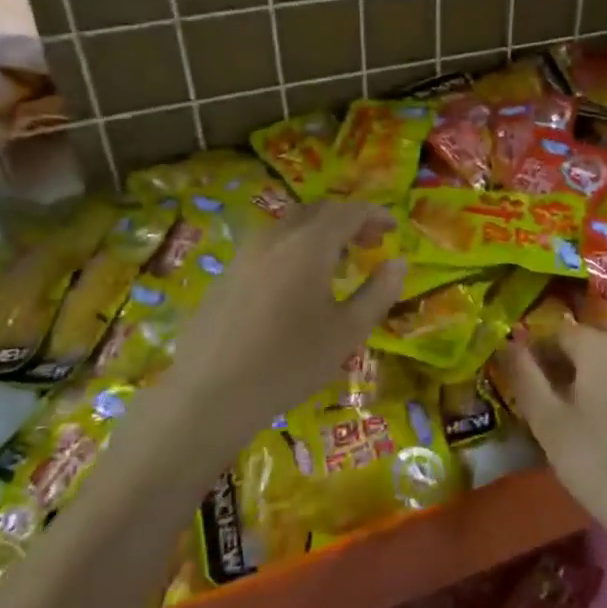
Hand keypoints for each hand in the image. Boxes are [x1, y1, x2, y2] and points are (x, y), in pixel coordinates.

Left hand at [155, 200, 405, 443]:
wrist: (208, 396)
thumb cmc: (289, 363)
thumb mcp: (347, 332)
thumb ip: (378, 292)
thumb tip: (398, 262)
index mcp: (308, 245)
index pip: (348, 211)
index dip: (374, 214)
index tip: (393, 228)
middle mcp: (275, 238)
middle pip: (317, 212)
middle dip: (347, 220)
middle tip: (369, 242)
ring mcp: (244, 255)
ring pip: (289, 228)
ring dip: (319, 235)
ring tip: (337, 264)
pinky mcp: (225, 276)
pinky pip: (268, 248)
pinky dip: (294, 250)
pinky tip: (297, 286)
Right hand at [495, 323, 606, 571]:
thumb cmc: (602, 465)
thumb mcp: (549, 425)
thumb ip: (525, 378)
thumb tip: (509, 344)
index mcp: (599, 347)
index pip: (558, 331)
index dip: (537, 353)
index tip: (527, 386)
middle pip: (589, 345)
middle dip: (566, 367)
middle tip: (550, 408)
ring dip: (594, 382)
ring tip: (581, 423)